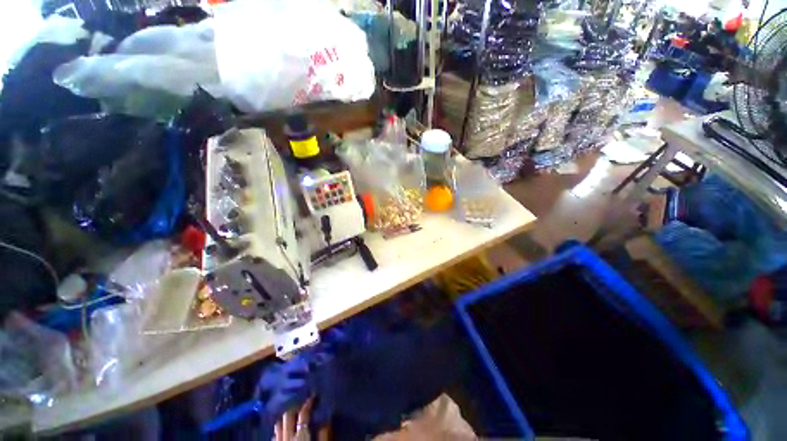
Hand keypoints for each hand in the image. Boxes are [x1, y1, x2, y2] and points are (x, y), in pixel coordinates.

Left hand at [274, 397, 328, 440]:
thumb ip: (324, 434)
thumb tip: (327, 418)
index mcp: (300, 435)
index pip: (303, 414)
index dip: (308, 403)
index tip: (313, 395)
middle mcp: (287, 437)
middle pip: (288, 416)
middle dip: (295, 406)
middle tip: (302, 402)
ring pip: (278, 425)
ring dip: (285, 417)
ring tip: (292, 413)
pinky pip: (275, 436)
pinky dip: (279, 430)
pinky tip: (283, 430)